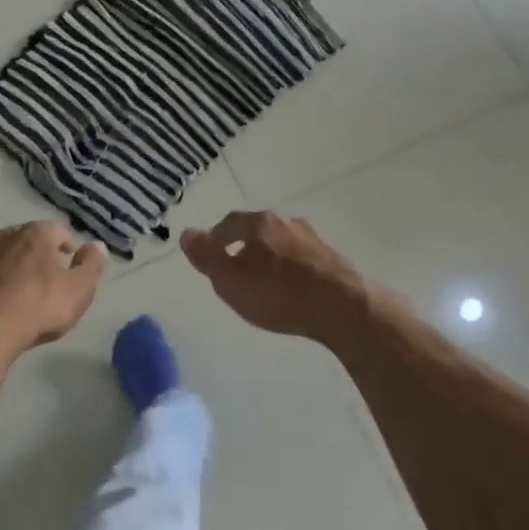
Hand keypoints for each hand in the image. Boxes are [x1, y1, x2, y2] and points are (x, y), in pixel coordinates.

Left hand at [0, 221, 105, 355]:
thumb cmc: (36, 307)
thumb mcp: (78, 290)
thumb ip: (91, 265)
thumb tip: (97, 245)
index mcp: (35, 234)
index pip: (58, 229)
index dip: (68, 245)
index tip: (71, 264)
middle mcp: (4, 237)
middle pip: (26, 239)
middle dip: (37, 255)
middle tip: (46, 279)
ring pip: (0, 257)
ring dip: (10, 269)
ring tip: (18, 294)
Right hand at [180, 211, 370, 342]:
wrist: (341, 307)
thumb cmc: (277, 292)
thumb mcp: (229, 279)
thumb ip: (206, 256)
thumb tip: (187, 233)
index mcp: (259, 223)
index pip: (229, 223)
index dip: (216, 238)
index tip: (210, 256)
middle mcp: (288, 223)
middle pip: (259, 230)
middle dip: (246, 247)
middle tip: (236, 270)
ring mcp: (315, 241)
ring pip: (284, 244)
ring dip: (272, 258)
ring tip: (266, 282)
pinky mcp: (335, 261)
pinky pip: (305, 261)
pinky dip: (294, 271)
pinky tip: (294, 289)